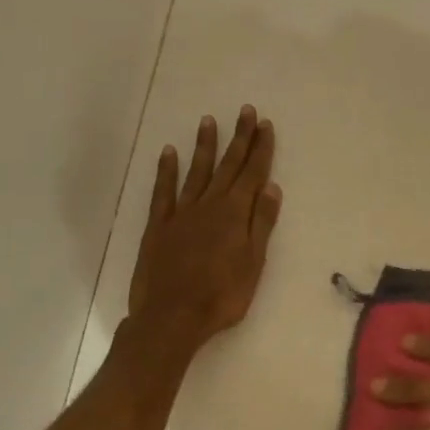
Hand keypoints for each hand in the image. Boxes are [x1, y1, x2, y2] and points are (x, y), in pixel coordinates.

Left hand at [126, 106, 281, 355]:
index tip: (265, 125)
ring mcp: (180, 213)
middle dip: (239, 139)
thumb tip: (270, 187)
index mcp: (234, 214)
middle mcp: (208, 205)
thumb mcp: (253, 263)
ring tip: (209, 121)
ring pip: (196, 172)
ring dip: (205, 146)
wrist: (172, 317)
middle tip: (245, 112)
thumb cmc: (221, 296)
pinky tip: (169, 152)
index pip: (252, 174)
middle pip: (227, 166)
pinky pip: (163, 191)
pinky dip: (166, 170)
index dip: (260, 149)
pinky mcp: (158, 226)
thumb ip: (260, 224)